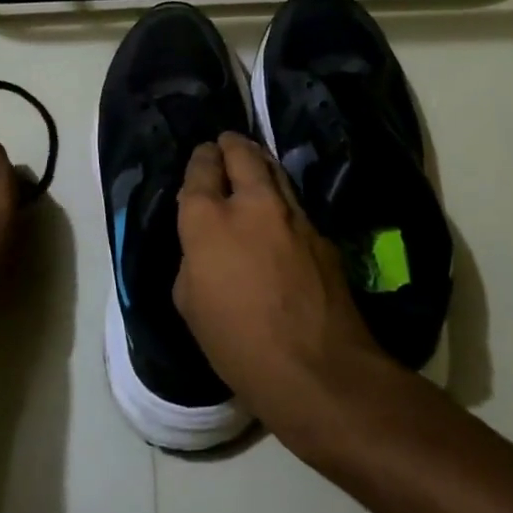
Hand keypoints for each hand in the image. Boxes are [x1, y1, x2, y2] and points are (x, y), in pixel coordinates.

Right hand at [173, 133, 391, 448]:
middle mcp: (251, 205)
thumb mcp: (190, 304)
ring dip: (259, 162)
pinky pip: (294, 203)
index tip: (202, 156)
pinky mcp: (321, 233)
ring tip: (251, 162)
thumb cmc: (237, 344)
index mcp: (208, 221)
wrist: (316, 368)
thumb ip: (193, 260)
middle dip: (230, 145)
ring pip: (274, 171)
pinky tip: (278, 211)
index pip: (201, 171)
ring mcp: (293, 215)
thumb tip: (204, 246)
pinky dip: (281, 197)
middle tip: (226, 144)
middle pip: (241, 154)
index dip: (200, 160)